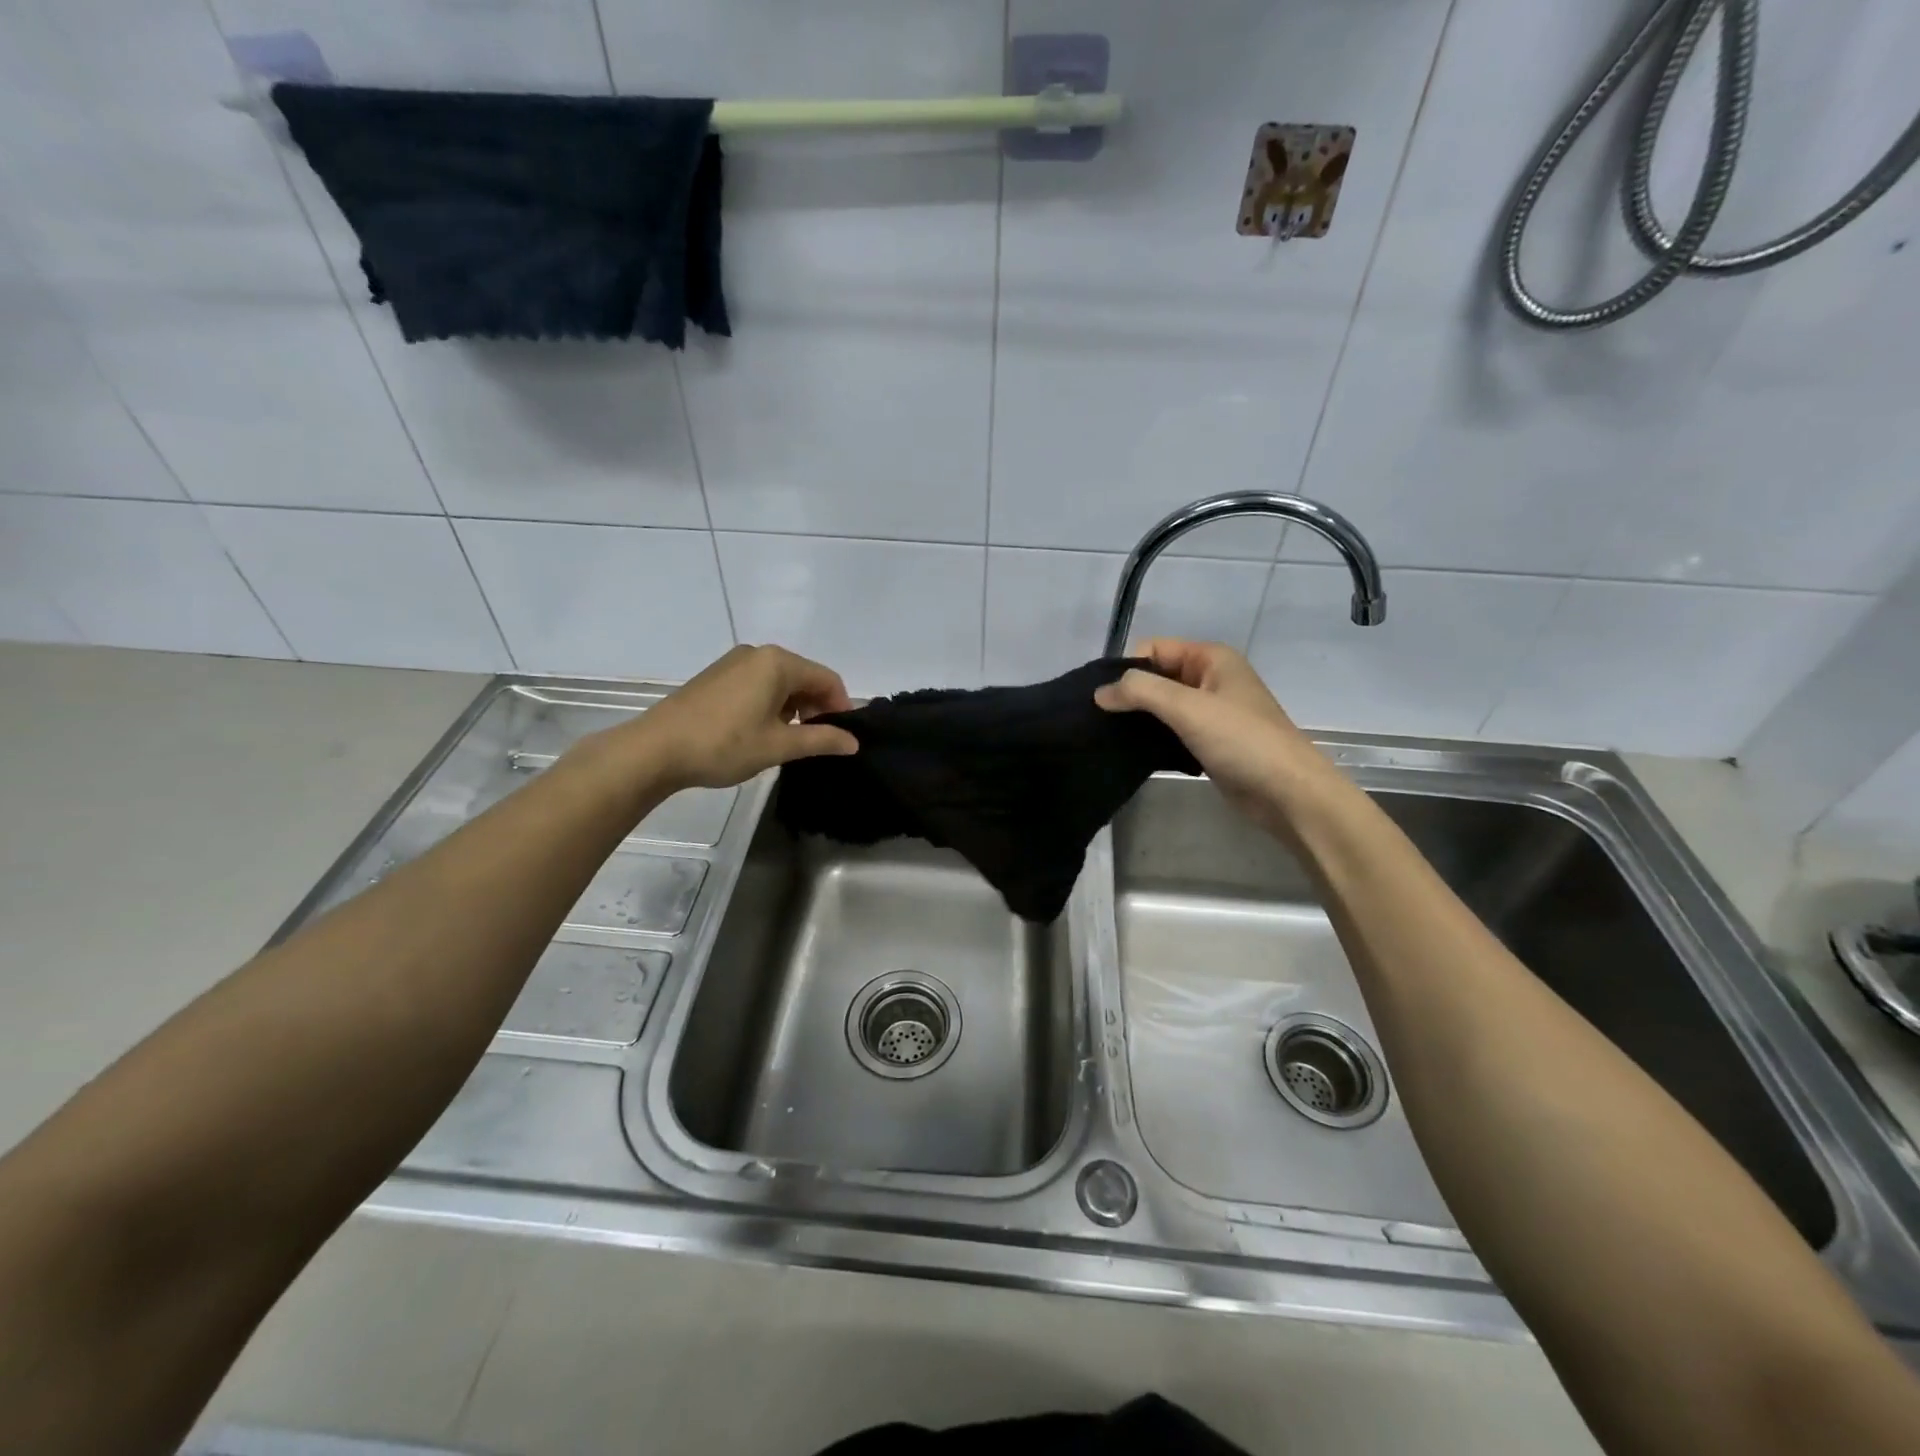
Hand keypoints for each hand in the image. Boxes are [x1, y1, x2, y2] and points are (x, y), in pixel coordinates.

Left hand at [617, 644, 858, 791]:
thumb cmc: (724, 744)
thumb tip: (853, 742)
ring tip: (788, 740)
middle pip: (804, 677)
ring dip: (794, 708)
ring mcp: (734, 662)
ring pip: (780, 681)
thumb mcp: (778, 746)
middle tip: (816, 742)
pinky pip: (758, 684)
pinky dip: (771, 703)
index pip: (827, 679)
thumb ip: (821, 740)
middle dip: (817, 707)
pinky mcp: (717, 676)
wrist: (655, 750)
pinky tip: (761, 730)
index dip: (841, 707)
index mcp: (777, 662)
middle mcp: (758, 653)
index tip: (842, 737)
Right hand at [1095, 639, 1333, 829]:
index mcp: (1211, 658)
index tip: (1105, 699)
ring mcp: (1211, 712)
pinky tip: (1133, 753)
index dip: (1128, 669)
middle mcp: (1211, 678)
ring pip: (1163, 706)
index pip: (1154, 649)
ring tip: (1110, 738)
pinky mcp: (1209, 742)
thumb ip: (1140, 692)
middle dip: (1130, 695)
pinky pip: (1172, 731)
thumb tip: (1099, 692)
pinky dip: (1153, 738)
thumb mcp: (1187, 707)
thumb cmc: (1241, 740)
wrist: (1287, 792)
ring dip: (1139, 719)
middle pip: (1157, 677)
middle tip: (1099, 721)